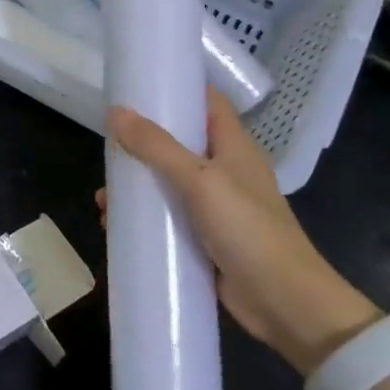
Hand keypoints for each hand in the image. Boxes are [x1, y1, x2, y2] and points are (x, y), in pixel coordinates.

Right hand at [102, 89, 378, 372]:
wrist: (287, 306)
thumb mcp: (200, 181)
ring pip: (166, 183)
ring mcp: (214, 206)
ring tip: (103, 198)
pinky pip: (167, 219)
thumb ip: (157, 147)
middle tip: (107, 144)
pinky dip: (142, 219)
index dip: (177, 87)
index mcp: (233, 146)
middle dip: (141, 142)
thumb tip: (116, 112)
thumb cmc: (249, 231)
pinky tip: (114, 226)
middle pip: (178, 142)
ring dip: (135, 187)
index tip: (138, 83)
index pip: (207, 101)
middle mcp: (224, 170)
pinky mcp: (204, 238)